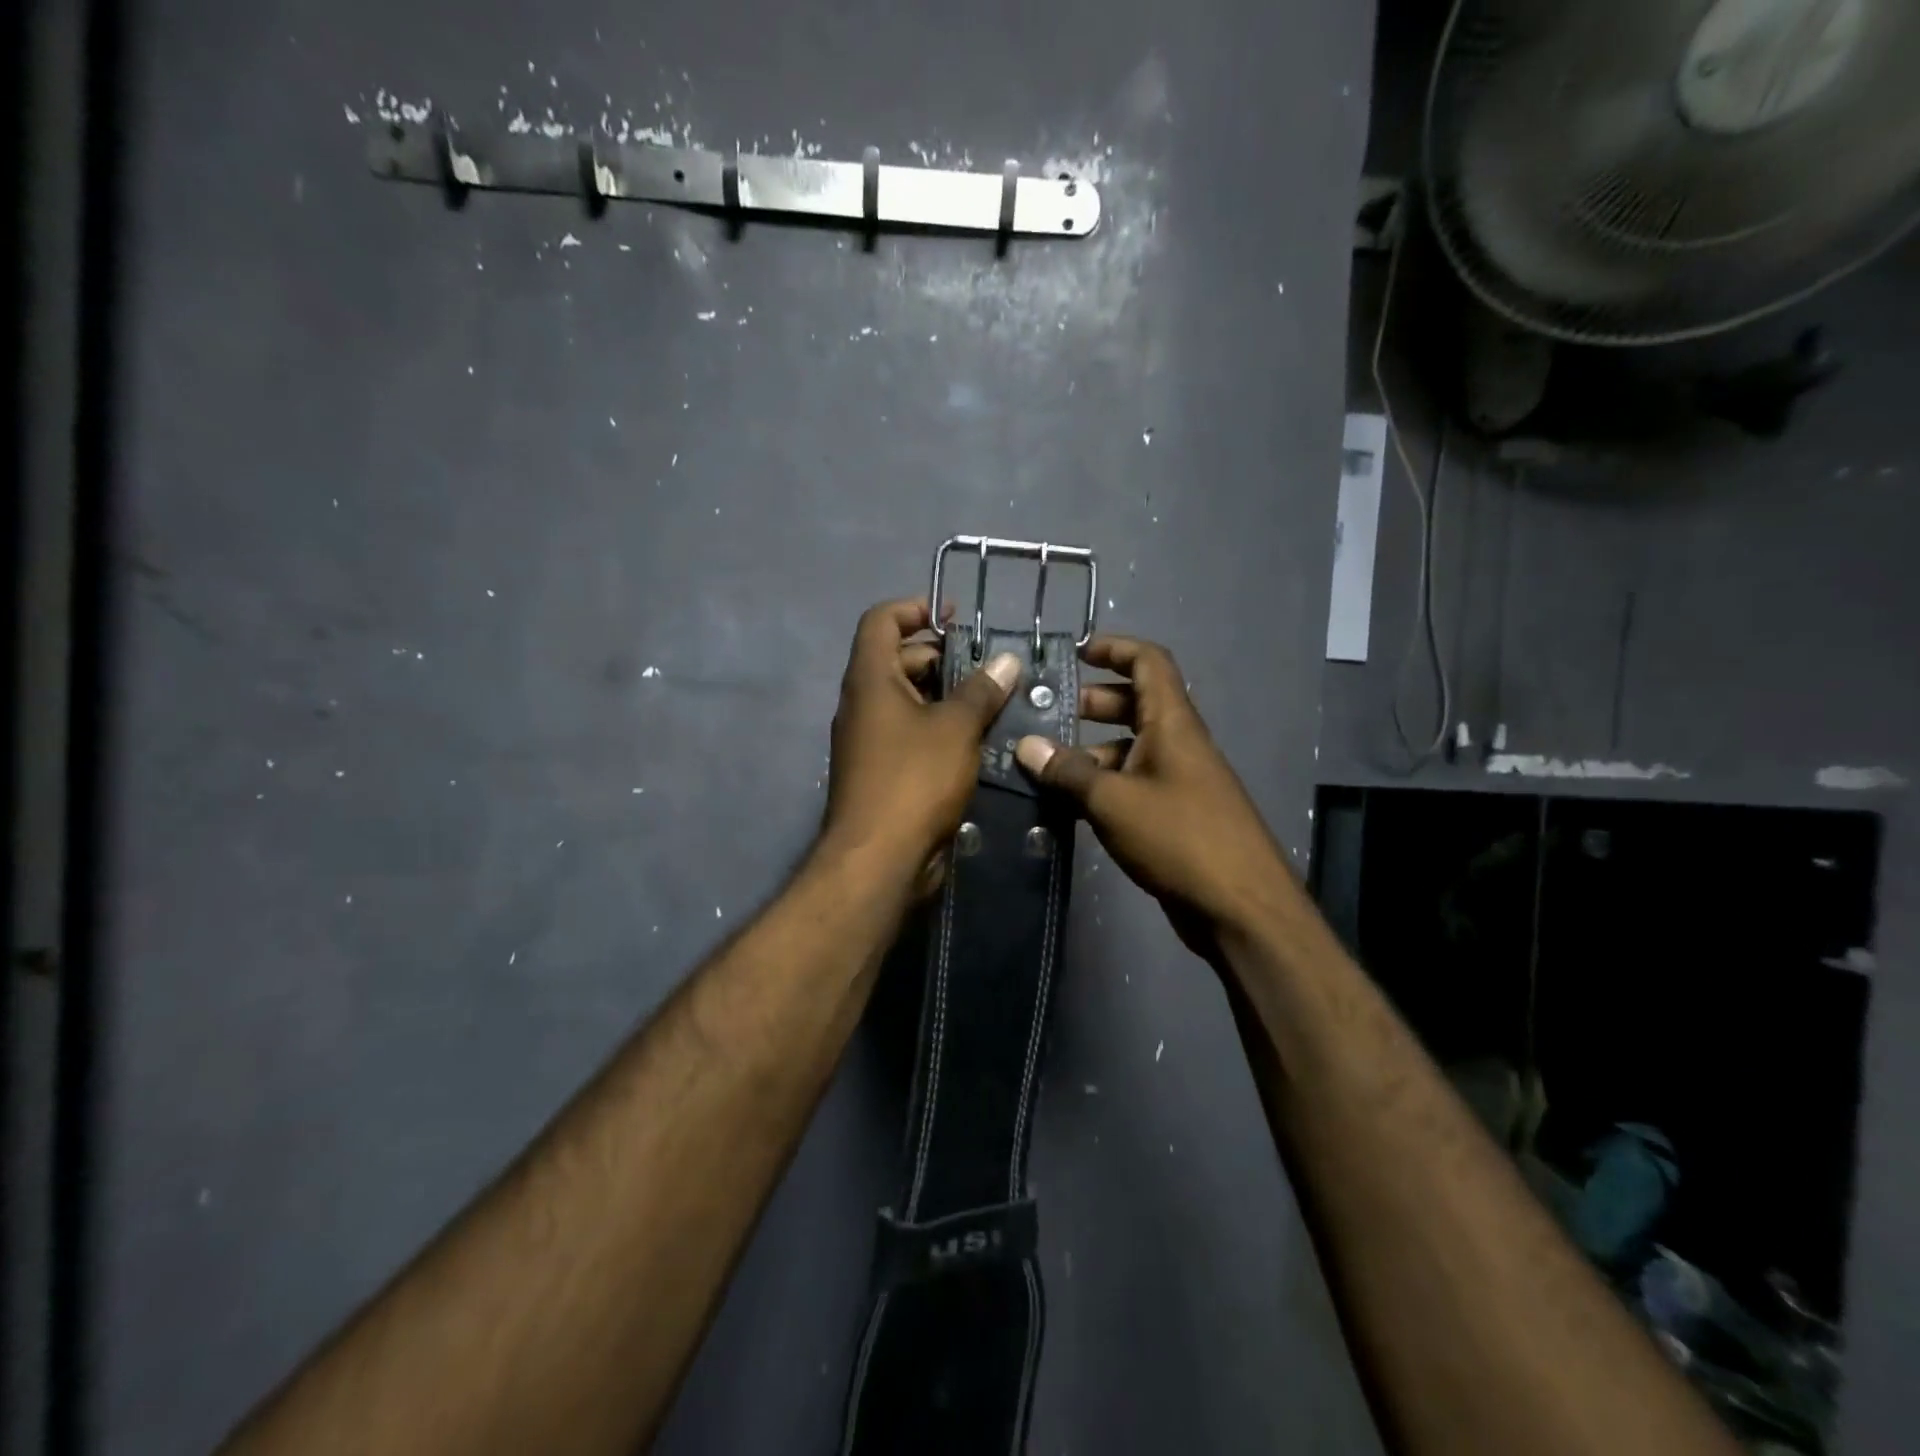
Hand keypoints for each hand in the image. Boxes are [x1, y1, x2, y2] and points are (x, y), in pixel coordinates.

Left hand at [822, 599, 1021, 871]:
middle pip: (898, 660)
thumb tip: (1007, 661)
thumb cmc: (914, 780)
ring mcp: (870, 740)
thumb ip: (981, 691)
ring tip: (994, 703)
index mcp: (870, 679)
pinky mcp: (882, 772)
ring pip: (909, 701)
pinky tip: (979, 741)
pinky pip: (912, 735)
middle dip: (943, 657)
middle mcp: (863, 703)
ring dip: (947, 697)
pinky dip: (941, 729)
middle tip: (989, 669)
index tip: (955, 618)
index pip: (882, 620)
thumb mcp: (956, 728)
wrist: (879, 859)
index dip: (916, 608)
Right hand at [1014, 635, 1292, 960]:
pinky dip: (1103, 786)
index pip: (1149, 662)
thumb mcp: (1113, 801)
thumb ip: (1068, 772)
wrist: (1240, 908)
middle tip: (1048, 717)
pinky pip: (1134, 784)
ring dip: (1092, 751)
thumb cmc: (1179, 838)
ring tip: (1046, 767)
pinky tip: (1070, 805)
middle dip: (1093, 704)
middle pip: (1136, 704)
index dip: (1115, 648)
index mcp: (1173, 724)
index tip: (1076, 653)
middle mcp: (1178, 744)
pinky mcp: (1175, 816)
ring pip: (1131, 749)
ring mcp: (1179, 781)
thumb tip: (1026, 745)